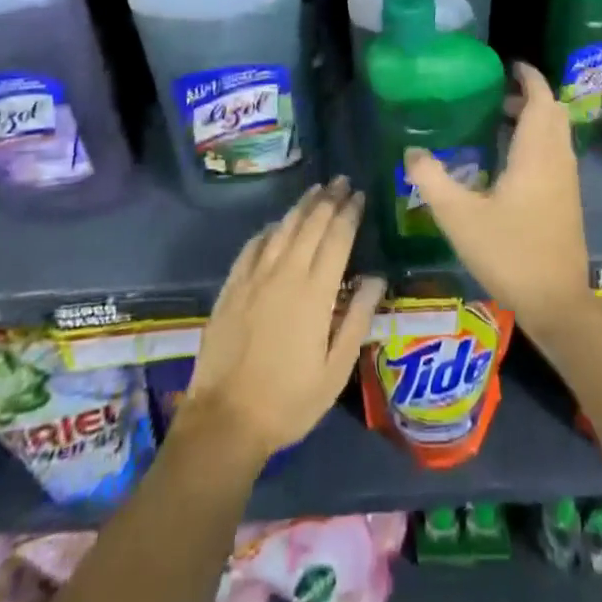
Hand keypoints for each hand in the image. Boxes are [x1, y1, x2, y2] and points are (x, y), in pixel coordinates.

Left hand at [183, 177, 385, 467]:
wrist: (225, 420)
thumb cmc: (289, 400)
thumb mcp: (336, 369)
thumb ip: (358, 318)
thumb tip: (376, 277)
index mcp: (315, 292)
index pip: (337, 238)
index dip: (349, 213)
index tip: (360, 195)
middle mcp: (285, 274)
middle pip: (310, 224)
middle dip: (329, 199)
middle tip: (342, 181)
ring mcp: (254, 278)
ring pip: (282, 229)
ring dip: (301, 206)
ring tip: (316, 190)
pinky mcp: (232, 287)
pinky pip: (253, 246)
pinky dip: (269, 229)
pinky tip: (277, 224)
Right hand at [403, 63, 590, 330]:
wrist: (557, 303)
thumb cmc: (509, 253)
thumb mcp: (459, 218)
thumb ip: (432, 180)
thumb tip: (412, 152)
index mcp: (536, 153)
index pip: (540, 98)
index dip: (528, 77)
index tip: (509, 65)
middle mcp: (557, 159)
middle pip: (552, 111)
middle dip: (529, 96)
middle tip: (496, 94)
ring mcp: (567, 180)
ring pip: (556, 133)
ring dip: (534, 119)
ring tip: (497, 121)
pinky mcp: (567, 200)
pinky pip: (555, 152)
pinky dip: (537, 140)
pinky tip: (509, 161)